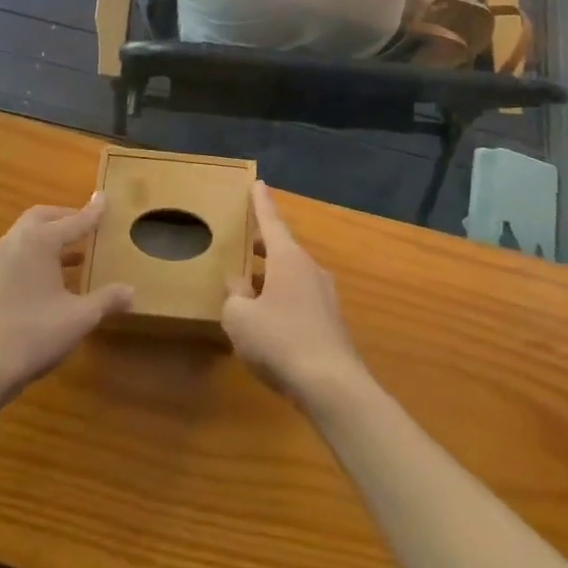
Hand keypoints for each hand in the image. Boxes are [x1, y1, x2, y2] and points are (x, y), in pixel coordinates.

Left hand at [0, 198, 131, 395]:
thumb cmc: (34, 334)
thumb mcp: (79, 317)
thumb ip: (106, 299)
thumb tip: (130, 291)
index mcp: (39, 241)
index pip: (73, 221)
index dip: (92, 213)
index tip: (104, 199)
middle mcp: (15, 241)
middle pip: (43, 217)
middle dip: (65, 218)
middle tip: (86, 226)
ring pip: (26, 235)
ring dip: (49, 237)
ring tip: (73, 254)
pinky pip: (16, 254)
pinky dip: (35, 254)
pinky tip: (48, 280)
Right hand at [223, 184, 367, 408]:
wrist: (332, 385)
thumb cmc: (280, 341)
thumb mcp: (240, 318)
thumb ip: (234, 297)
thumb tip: (238, 286)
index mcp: (287, 258)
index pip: (271, 221)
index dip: (261, 203)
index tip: (259, 183)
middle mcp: (309, 268)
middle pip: (282, 247)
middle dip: (262, 244)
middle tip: (243, 238)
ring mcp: (324, 295)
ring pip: (291, 275)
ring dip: (271, 275)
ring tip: (249, 284)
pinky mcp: (330, 322)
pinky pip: (300, 299)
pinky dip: (282, 298)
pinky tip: (268, 320)